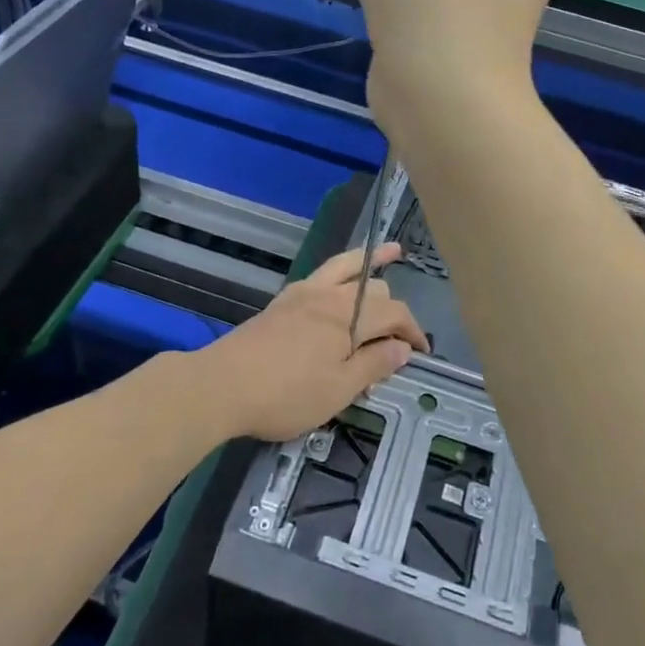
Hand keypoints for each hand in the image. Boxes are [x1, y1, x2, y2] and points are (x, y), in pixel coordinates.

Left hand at [197, 242, 428, 441]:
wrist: (222, 385)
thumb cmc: (285, 395)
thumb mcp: (338, 390)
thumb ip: (374, 365)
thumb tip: (403, 348)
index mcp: (349, 318)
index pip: (395, 314)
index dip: (414, 332)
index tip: (422, 354)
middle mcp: (330, 296)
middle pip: (375, 290)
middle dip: (394, 309)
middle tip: (398, 340)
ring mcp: (304, 293)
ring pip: (347, 266)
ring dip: (372, 260)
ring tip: (392, 250)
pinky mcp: (284, 300)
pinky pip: (323, 273)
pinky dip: (343, 268)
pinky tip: (341, 278)